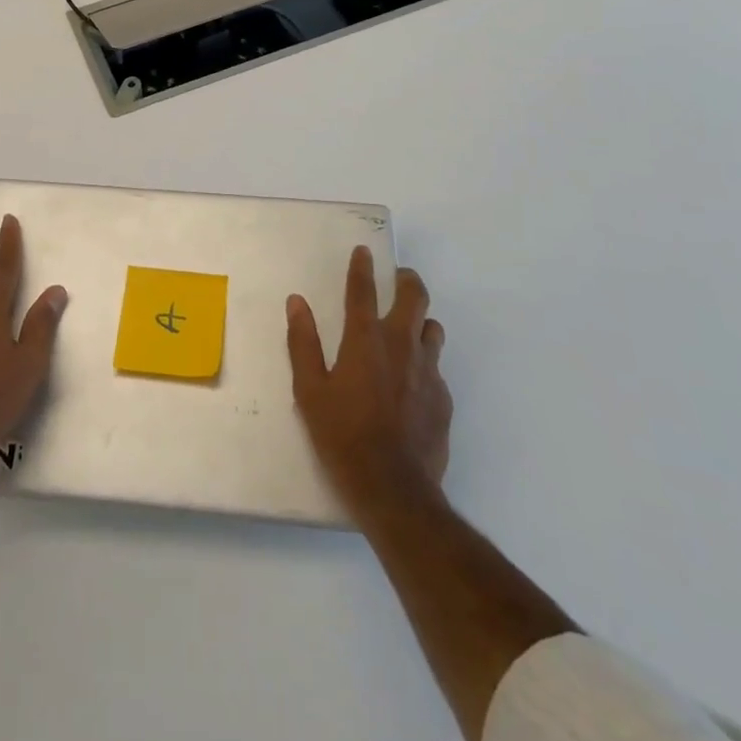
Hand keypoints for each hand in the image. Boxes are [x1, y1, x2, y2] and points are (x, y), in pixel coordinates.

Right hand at [287, 246, 451, 511]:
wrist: (394, 489)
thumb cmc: (342, 436)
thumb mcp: (310, 391)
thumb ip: (303, 342)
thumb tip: (297, 302)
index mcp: (365, 340)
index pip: (363, 290)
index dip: (362, 267)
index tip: (364, 251)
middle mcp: (401, 345)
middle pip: (414, 297)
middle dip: (407, 280)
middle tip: (398, 278)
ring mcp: (428, 372)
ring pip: (432, 329)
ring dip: (420, 321)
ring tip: (408, 329)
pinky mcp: (444, 399)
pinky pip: (437, 368)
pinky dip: (425, 363)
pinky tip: (413, 383)